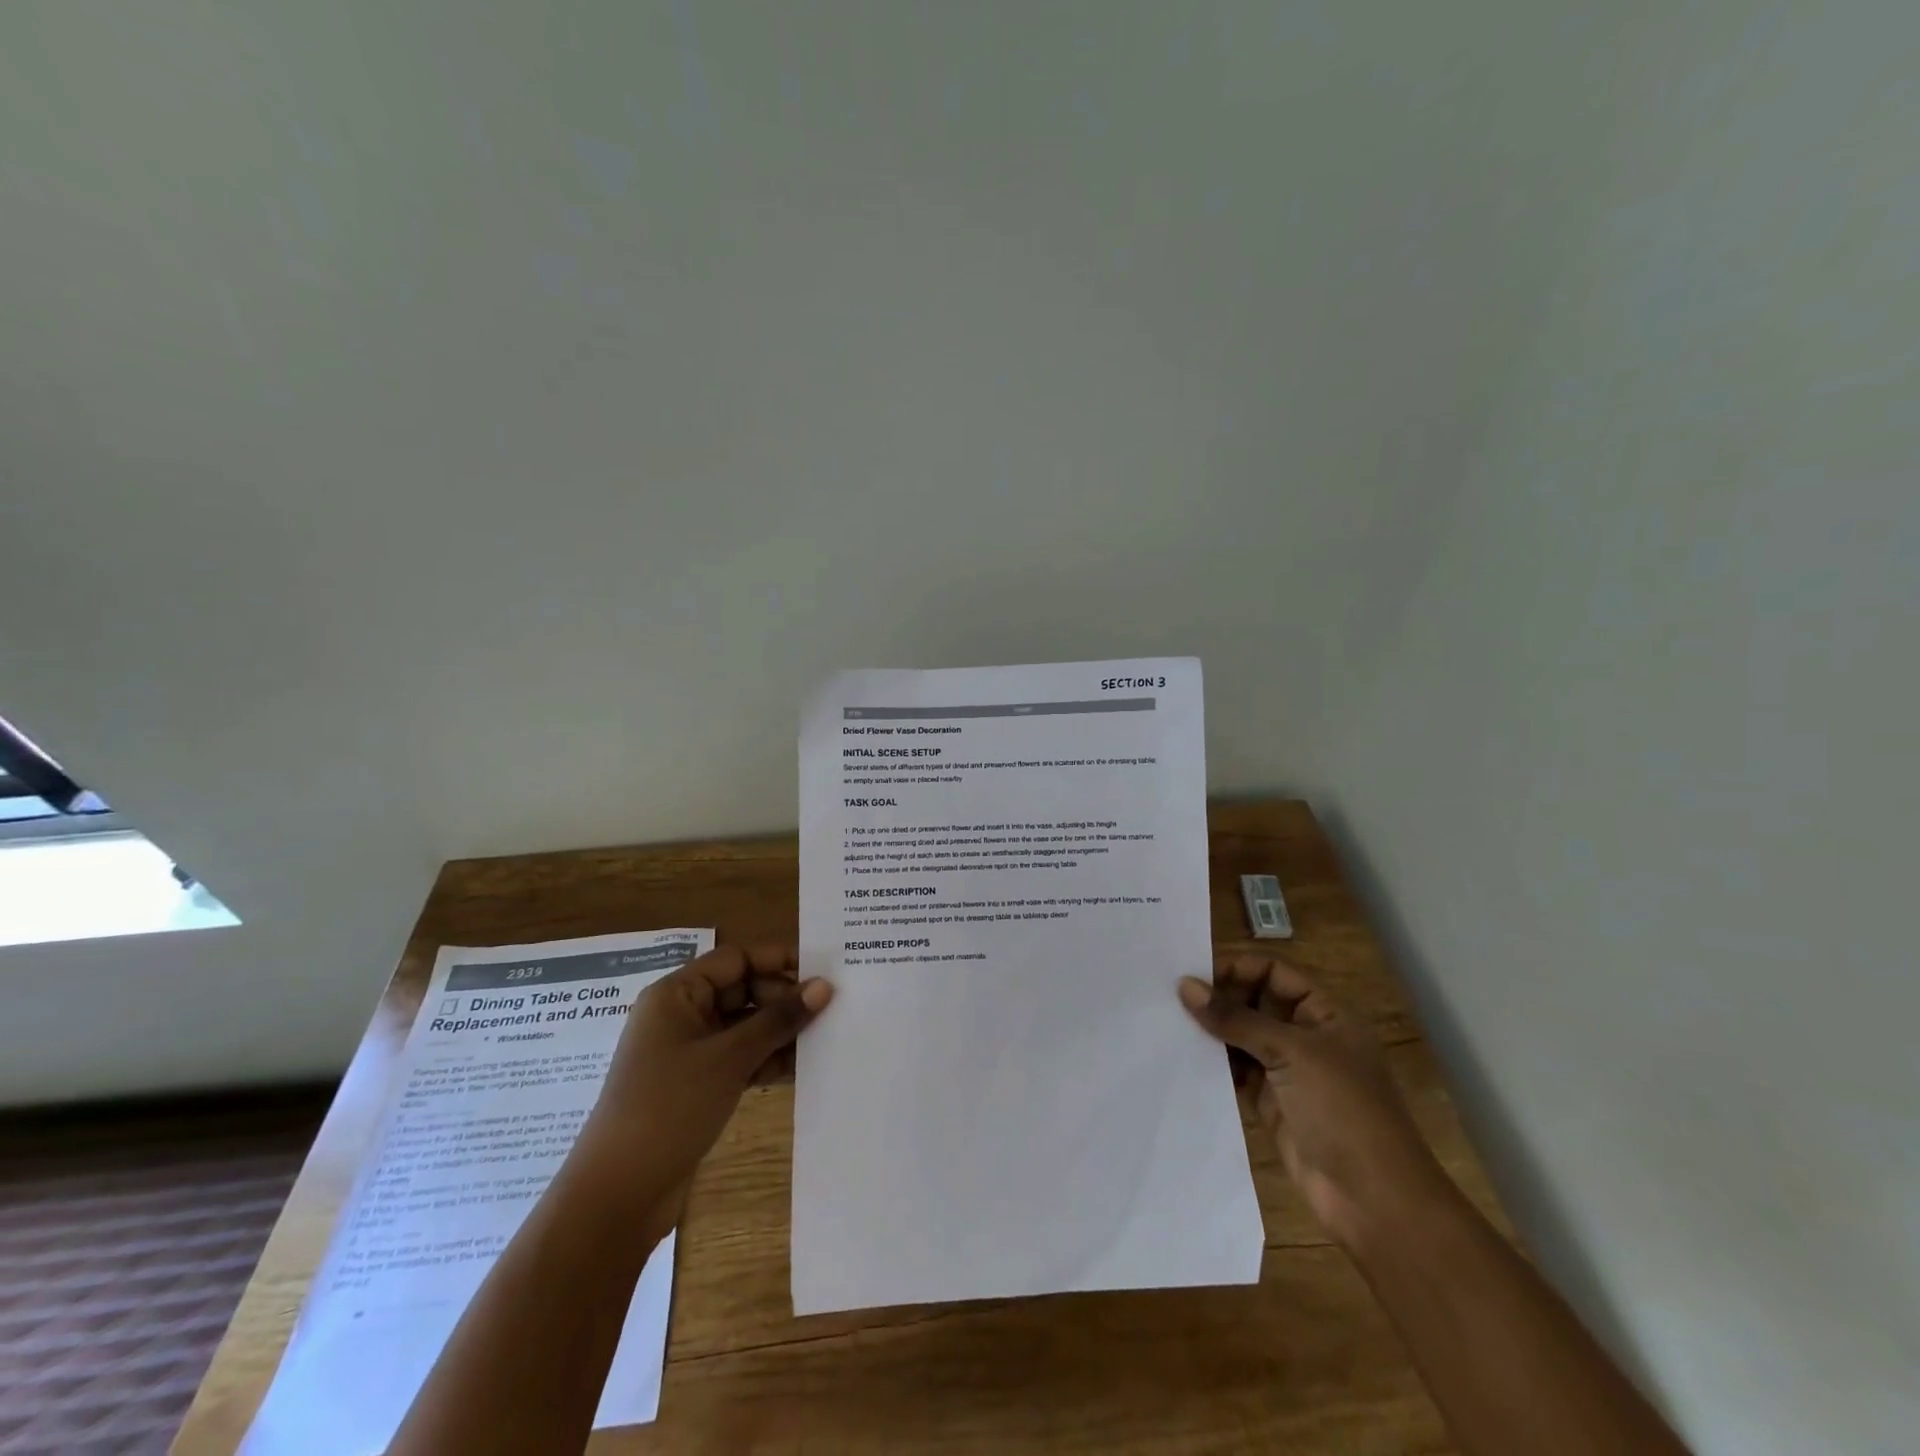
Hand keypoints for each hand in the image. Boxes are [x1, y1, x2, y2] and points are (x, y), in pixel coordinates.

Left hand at [579, 945, 831, 1216]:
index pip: (736, 959)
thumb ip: (778, 1019)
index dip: (778, 959)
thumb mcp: (729, 1058)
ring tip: (824, 1035)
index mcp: (677, 994)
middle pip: (742, 989)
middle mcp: (681, 1014)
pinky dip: (766, 1058)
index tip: (822, 969)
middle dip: (783, 997)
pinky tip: (800, 1067)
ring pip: (743, 1025)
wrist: (618, 1194)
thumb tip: (824, 987)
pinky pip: (739, 1056)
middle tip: (828, 1008)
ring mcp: (687, 1052)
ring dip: (779, 1030)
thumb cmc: (669, 1107)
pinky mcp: (695, 1084)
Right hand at [1179, 955, 1446, 1248]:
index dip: (1237, 967)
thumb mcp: (1291, 1053)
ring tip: (1168, 1021)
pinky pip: (1235, 1073)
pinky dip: (1213, 1064)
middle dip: (1218, 997)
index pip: (1274, 973)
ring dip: (1212, 1031)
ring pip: (1242, 1038)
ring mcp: (1288, 1072)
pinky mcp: (1271, 1104)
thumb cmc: (1343, 1110)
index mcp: (1324, 1014)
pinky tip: (1182, 1057)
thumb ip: (1236, 1018)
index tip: (1193, 971)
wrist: (1374, 1201)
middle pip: (1255, 1002)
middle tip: (1171, 995)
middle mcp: (1306, 1037)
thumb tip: (1186, 986)